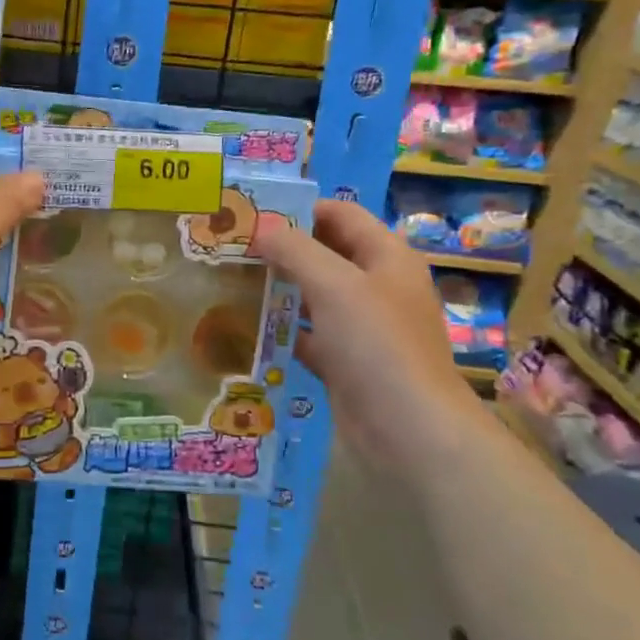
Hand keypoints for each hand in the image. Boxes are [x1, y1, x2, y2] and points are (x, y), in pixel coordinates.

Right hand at [252, 199, 477, 457]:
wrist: (409, 430)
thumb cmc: (376, 344)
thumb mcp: (334, 285)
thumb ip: (294, 249)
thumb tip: (258, 225)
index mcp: (386, 256)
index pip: (340, 213)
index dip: (298, 208)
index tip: (251, 214)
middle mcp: (376, 285)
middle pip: (324, 253)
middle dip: (281, 248)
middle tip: (231, 247)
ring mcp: (362, 326)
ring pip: (313, 294)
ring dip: (277, 287)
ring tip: (229, 281)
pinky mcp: (345, 360)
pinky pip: (307, 334)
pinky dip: (280, 328)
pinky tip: (243, 326)